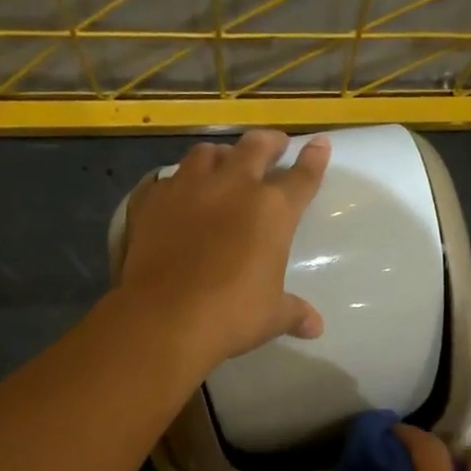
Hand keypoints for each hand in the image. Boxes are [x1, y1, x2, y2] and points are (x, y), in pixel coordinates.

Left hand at [119, 130, 330, 368]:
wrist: (165, 317)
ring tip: (223, 161)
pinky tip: (176, 192)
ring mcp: (188, 188)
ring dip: (220, 155)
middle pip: (255, 147)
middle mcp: (232, 186)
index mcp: (272, 210)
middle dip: (269, 143)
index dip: (313, 159)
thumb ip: (294, 313)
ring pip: (207, 153)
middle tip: (274, 144)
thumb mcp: (271, 316)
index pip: (301, 177)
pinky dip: (177, 181)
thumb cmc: (231, 315)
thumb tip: (315, 328)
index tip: (319, 144)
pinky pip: (167, 179)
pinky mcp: (152, 200)